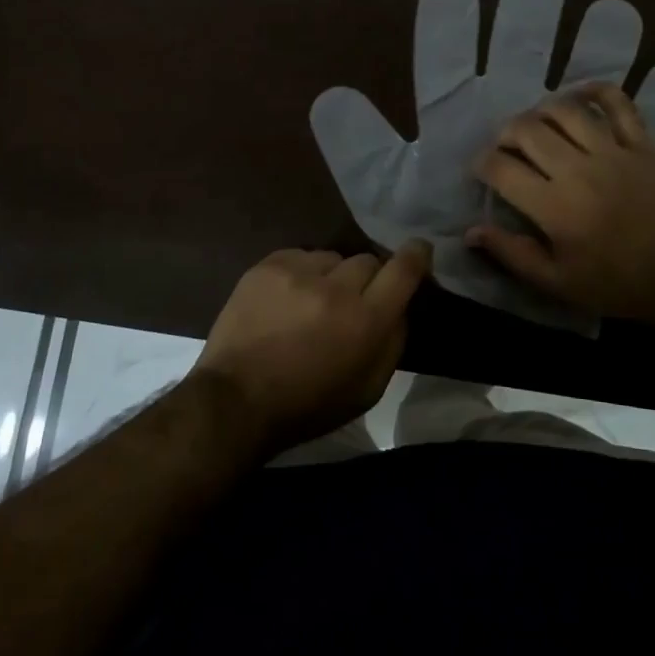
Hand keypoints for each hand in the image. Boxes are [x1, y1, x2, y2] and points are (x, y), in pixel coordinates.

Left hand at [194, 242, 429, 455]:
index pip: (403, 269)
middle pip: (368, 261)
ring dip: (331, 276)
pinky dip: (301, 273)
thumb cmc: (307, 405)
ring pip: (333, 258)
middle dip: (366, 279)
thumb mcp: (367, 390)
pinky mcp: (269, 264)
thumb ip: (393, 342)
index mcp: (366, 321)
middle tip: (351, 302)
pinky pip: (301, 256)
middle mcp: (336, 287)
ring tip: (312, 302)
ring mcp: (299, 271)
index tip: (419, 250)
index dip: (416, 255)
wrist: (235, 400)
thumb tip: (400, 306)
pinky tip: (288, 298)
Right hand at [466, 83, 654, 326]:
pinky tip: (581, 95)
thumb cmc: (617, 284)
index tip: (481, 169)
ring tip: (537, 124)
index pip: (501, 168)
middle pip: (527, 130)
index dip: (482, 163)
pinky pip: (619, 105)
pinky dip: (598, 91)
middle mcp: (576, 169)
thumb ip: (512, 254)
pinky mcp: (641, 146)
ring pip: (566, 111)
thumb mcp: (557, 283)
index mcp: (553, 205)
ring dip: (542, 110)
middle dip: (505, 133)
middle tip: (506, 146)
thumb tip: (471, 231)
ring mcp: (612, 152)